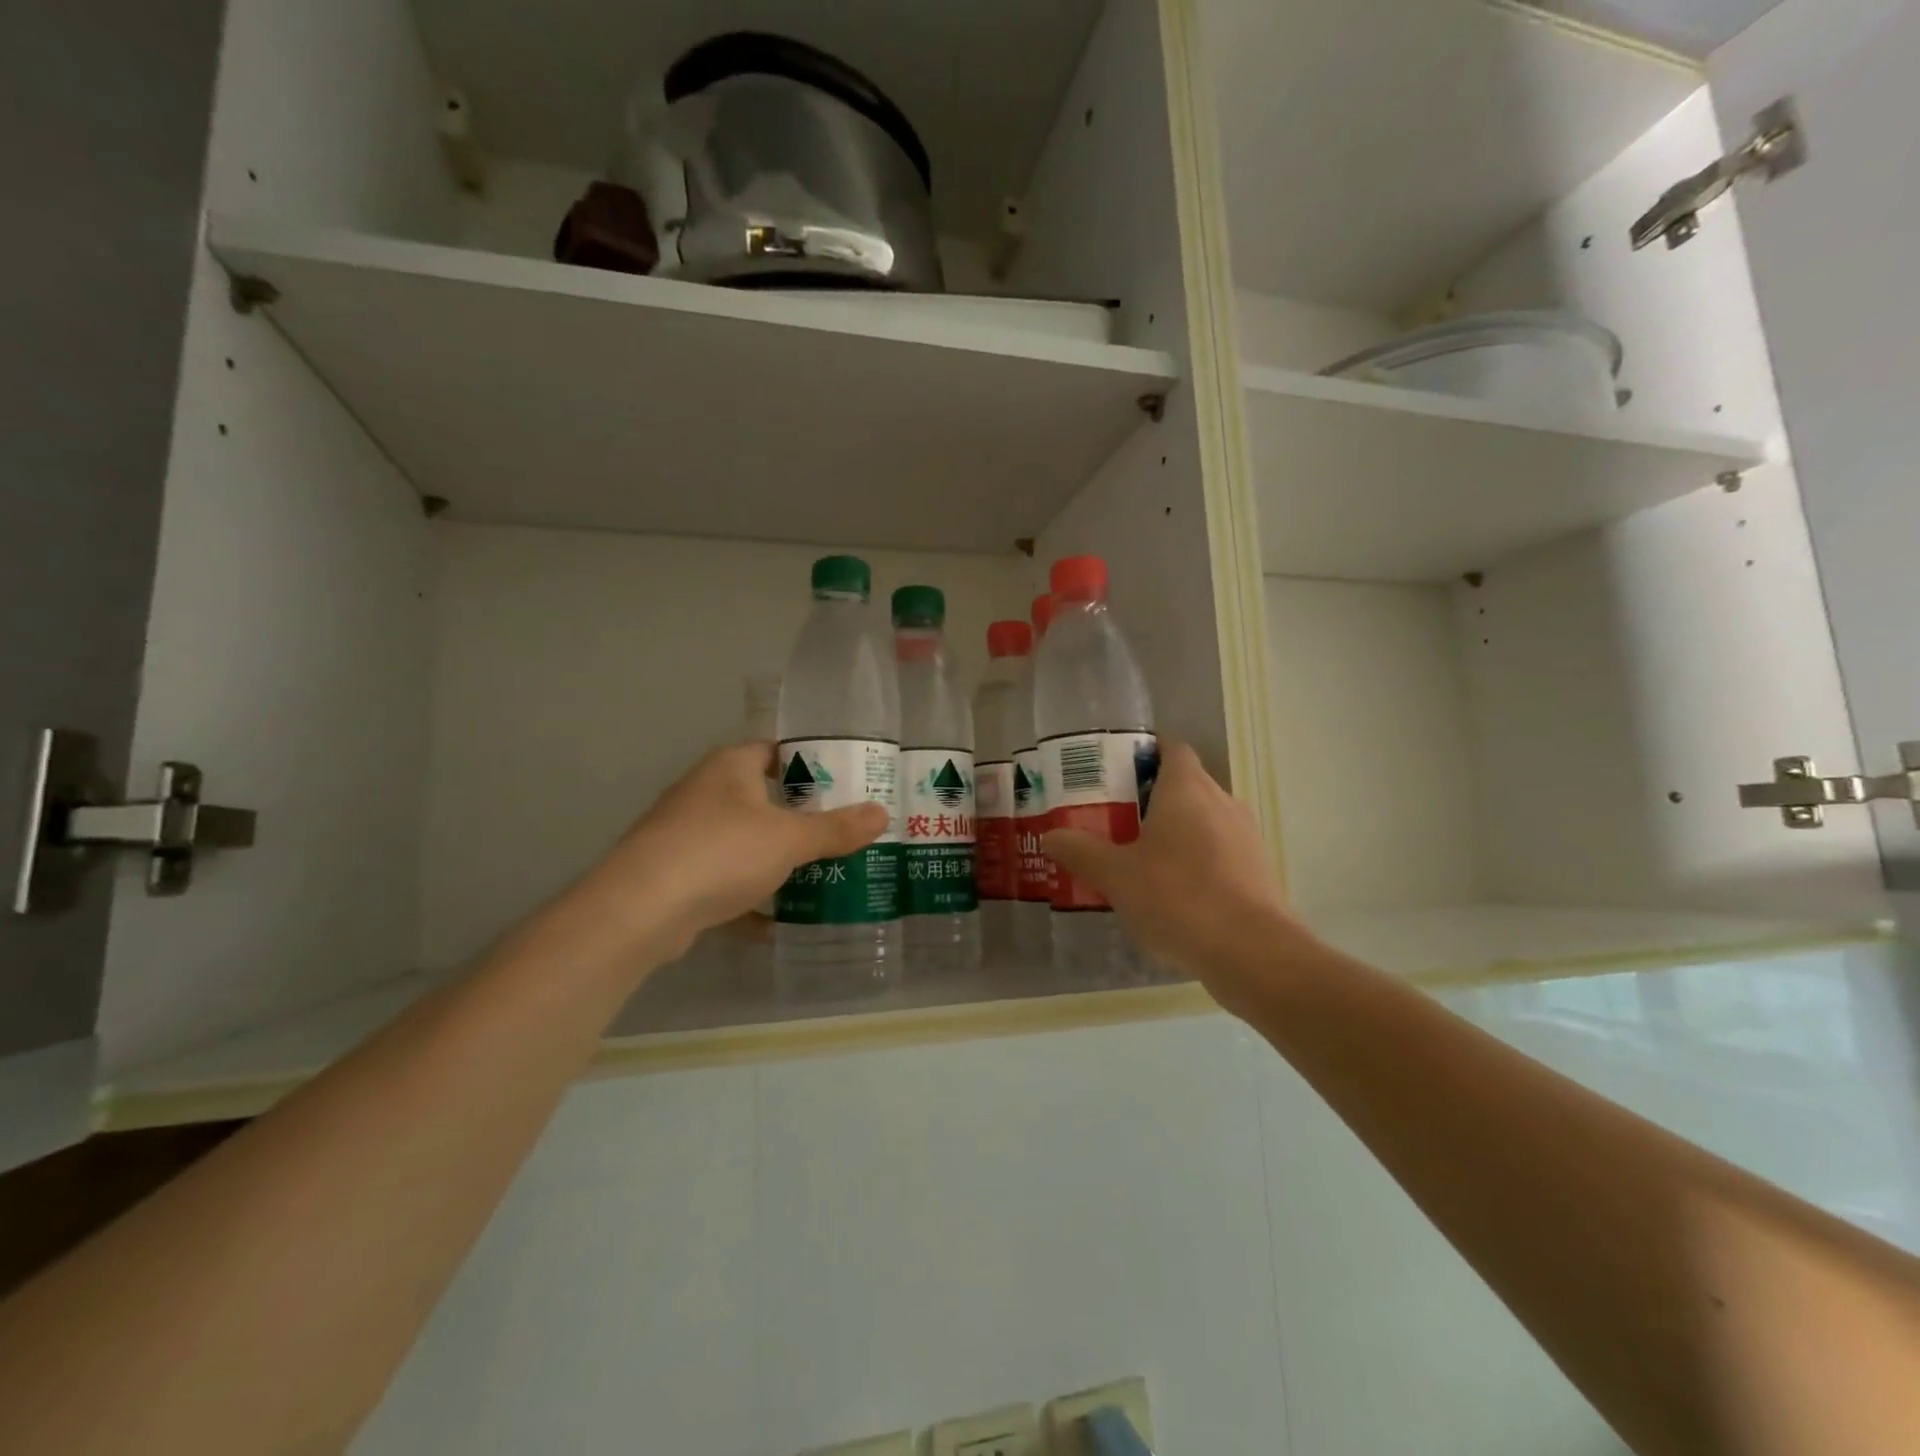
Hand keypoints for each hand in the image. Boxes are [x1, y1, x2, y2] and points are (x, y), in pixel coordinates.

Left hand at [553, 743, 887, 974]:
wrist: (639, 910)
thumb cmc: (721, 852)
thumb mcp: (789, 839)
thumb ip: (836, 828)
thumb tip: (882, 813)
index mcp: (729, 767)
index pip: (775, 751)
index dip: (810, 763)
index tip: (844, 783)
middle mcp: (704, 792)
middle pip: (761, 797)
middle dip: (799, 816)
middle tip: (842, 830)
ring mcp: (685, 834)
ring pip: (743, 841)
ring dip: (775, 857)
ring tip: (819, 872)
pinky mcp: (675, 874)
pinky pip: (723, 878)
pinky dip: (749, 896)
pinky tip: (777, 920)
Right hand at [1041, 741, 1304, 1012]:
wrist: (1253, 952)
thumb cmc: (1178, 897)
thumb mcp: (1116, 875)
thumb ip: (1081, 851)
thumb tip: (1051, 835)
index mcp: (1187, 788)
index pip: (1170, 748)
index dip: (1144, 753)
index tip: (1114, 772)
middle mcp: (1221, 802)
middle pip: (1185, 784)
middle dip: (1150, 797)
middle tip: (1113, 817)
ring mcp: (1245, 837)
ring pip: (1203, 820)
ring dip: (1174, 831)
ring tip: (1137, 857)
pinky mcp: (1257, 871)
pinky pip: (1218, 852)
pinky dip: (1194, 860)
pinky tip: (1170, 892)